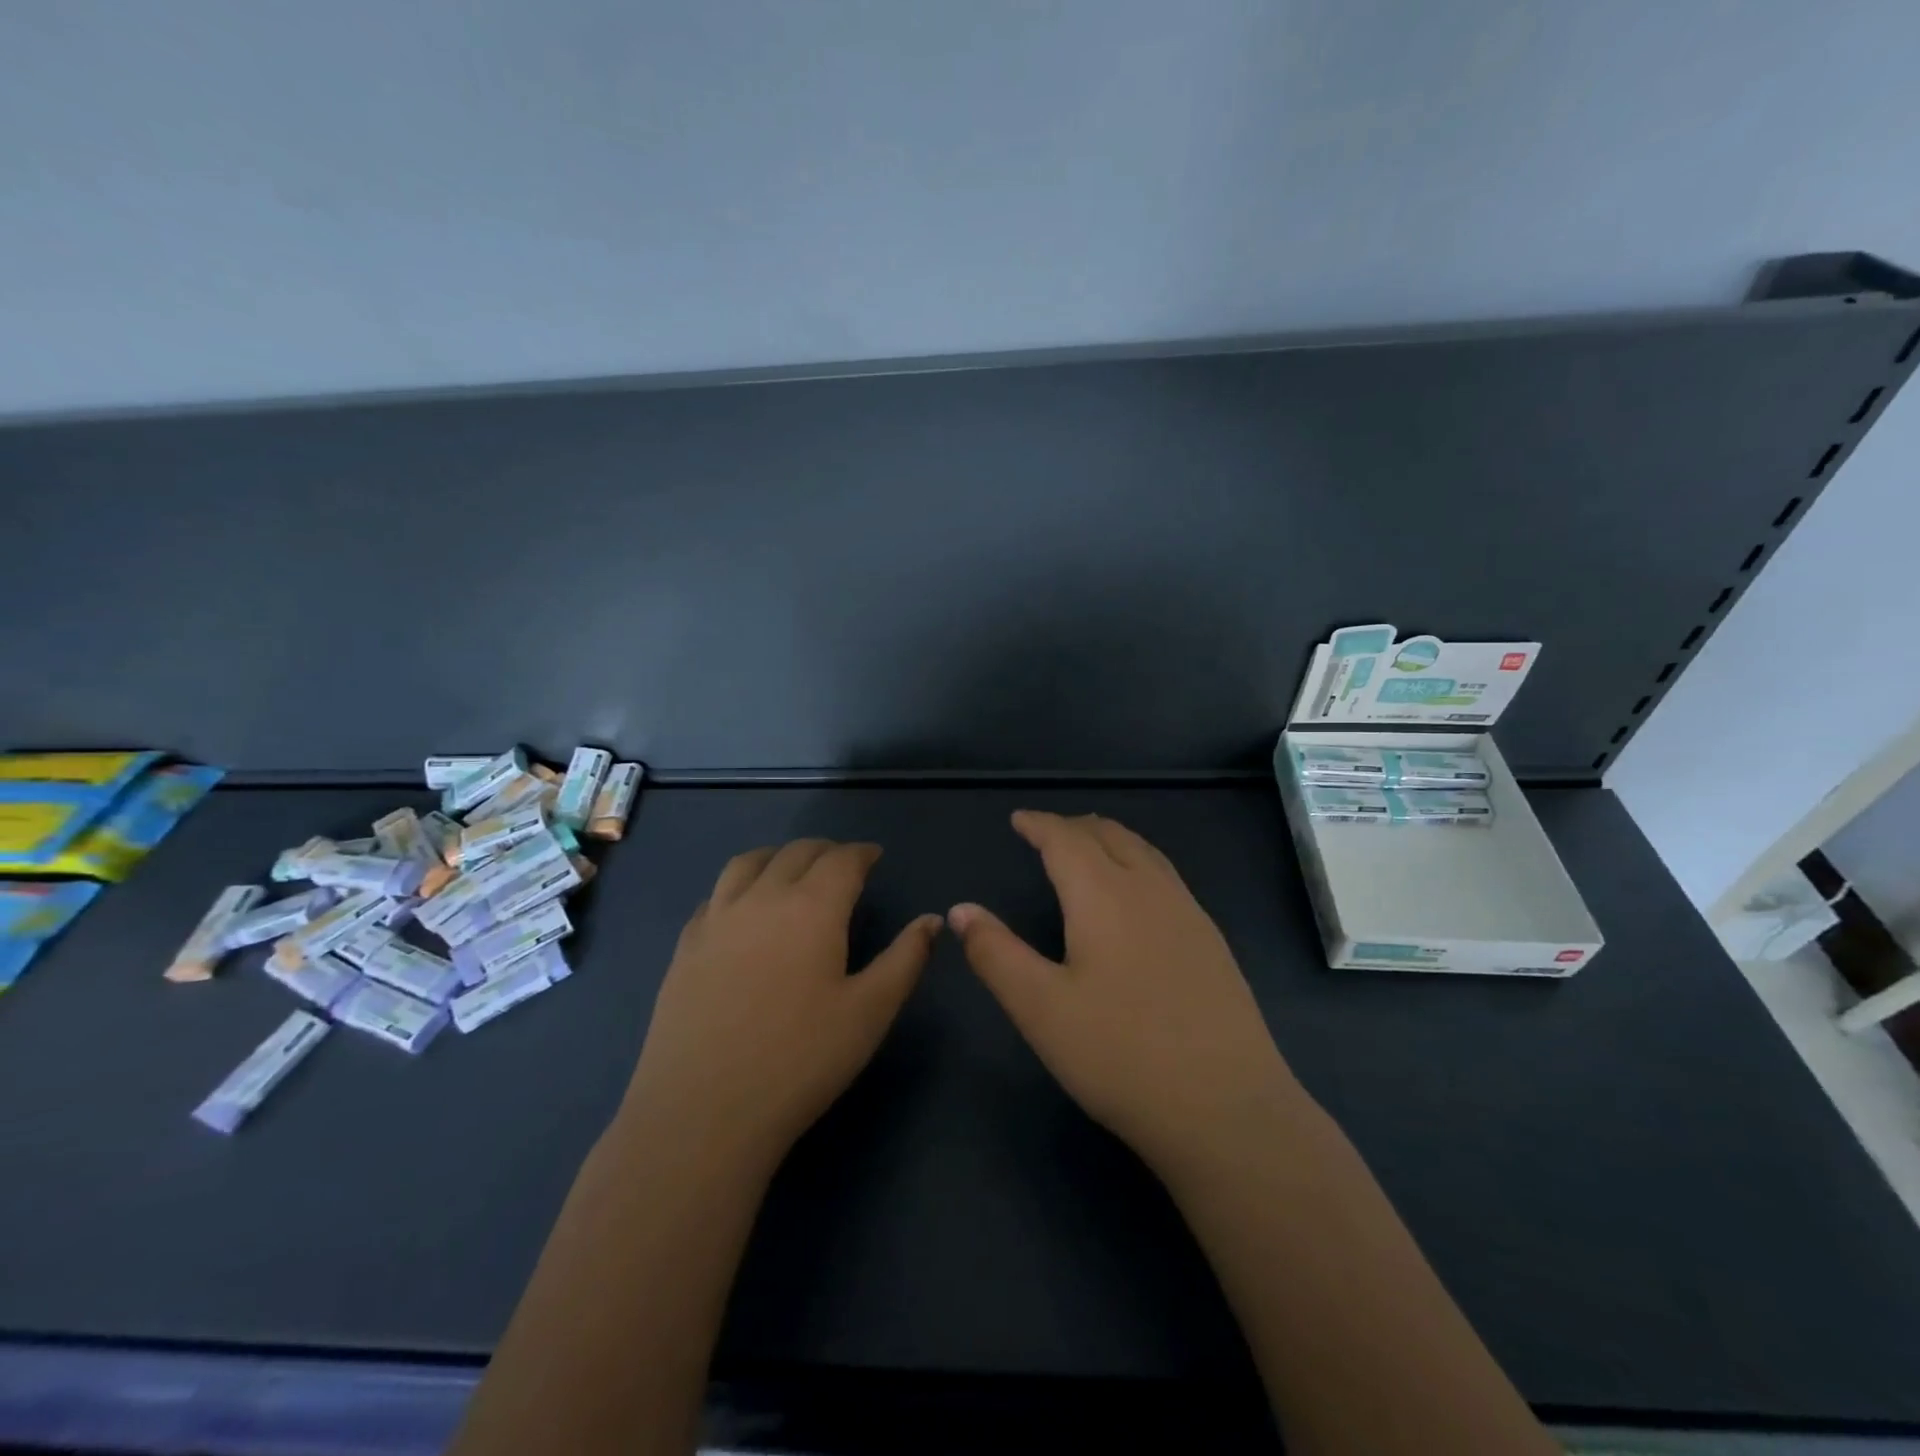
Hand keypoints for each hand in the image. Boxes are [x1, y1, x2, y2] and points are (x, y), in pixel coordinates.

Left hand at [625, 839, 940, 1171]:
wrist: (704, 1111)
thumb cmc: (801, 1060)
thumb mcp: (870, 1011)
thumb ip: (906, 958)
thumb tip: (933, 920)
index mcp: (812, 907)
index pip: (842, 860)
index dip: (862, 852)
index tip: (875, 856)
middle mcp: (762, 898)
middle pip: (796, 853)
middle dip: (825, 850)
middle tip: (842, 862)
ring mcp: (717, 919)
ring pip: (748, 862)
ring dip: (777, 856)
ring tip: (791, 868)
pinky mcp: (686, 946)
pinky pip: (715, 895)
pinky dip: (739, 885)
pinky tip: (743, 909)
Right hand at [950, 811, 1301, 1175]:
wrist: (1227, 1109)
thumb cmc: (1120, 1056)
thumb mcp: (1040, 1009)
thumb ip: (996, 954)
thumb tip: (961, 910)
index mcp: (1104, 895)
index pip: (1066, 839)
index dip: (1039, 824)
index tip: (1019, 819)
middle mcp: (1150, 889)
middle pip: (1109, 835)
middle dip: (1074, 827)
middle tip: (1046, 833)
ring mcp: (1189, 913)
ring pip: (1144, 852)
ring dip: (1110, 840)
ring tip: (1088, 850)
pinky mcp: (1211, 941)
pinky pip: (1166, 877)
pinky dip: (1138, 863)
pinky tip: (1136, 896)